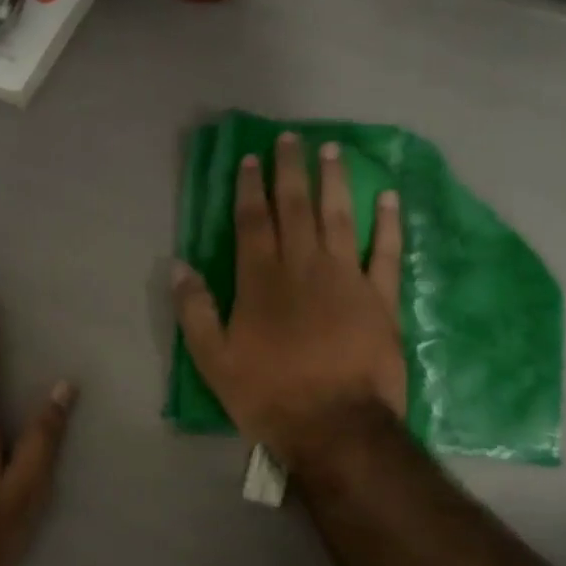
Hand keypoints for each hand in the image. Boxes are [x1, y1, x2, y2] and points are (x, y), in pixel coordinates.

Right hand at [173, 132, 405, 467]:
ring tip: (332, 151)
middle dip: (291, 171)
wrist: (335, 426)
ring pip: (339, 218)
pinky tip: (388, 197)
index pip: (253, 222)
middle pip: (295, 208)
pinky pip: (385, 252)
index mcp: (261, 282)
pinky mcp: (380, 298)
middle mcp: (303, 268)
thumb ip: (195, 311)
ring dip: (334, 182)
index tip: (251, 160)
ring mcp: (346, 279)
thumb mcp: (214, 361)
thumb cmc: (269, 395)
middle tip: (292, 138)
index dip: (250, 188)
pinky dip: (387, 223)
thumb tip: (177, 266)